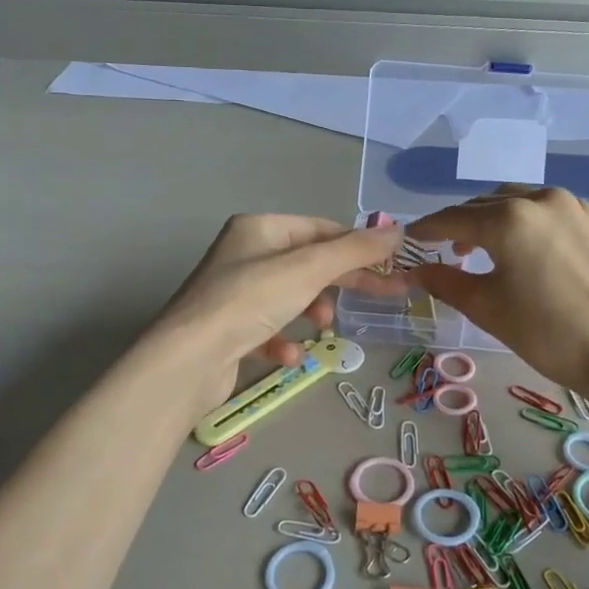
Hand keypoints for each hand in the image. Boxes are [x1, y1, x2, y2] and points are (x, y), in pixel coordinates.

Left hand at [151, 214, 402, 402]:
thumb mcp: (309, 269)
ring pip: (291, 297)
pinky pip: (269, 329)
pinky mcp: (230, 330)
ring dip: (312, 311)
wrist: (189, 359)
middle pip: (309, 263)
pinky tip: (289, 354)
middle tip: (385, 295)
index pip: (321, 229)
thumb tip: (399, 231)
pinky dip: (284, 340)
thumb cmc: (250, 301)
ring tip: (322, 326)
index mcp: (260, 229)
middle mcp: (246, 255)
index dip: (358, 246)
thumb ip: (355, 250)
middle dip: (343, 282)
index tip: (391, 266)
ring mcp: (235, 293)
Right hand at [407, 188, 588, 399]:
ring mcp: (574, 207)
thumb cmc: (548, 333)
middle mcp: (541, 200)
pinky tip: (527, 250)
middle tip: (446, 248)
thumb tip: (416, 270)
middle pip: (487, 204)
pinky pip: (549, 212)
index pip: (454, 217)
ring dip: (495, 219)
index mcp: (509, 219)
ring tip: (485, 249)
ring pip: (520, 202)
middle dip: (462, 223)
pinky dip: (526, 223)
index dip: (428, 228)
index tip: (411, 237)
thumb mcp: (487, 308)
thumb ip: (446, 281)